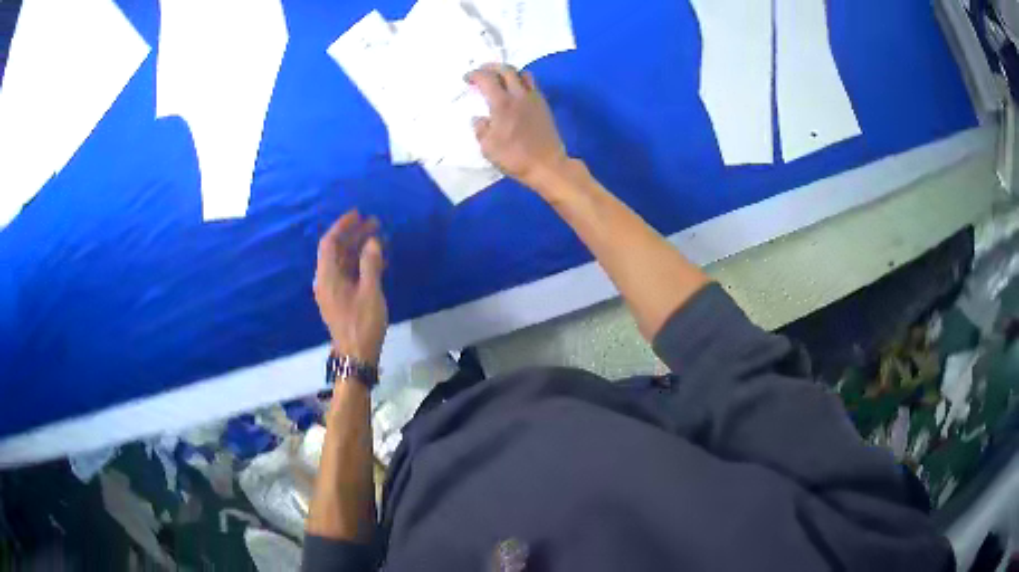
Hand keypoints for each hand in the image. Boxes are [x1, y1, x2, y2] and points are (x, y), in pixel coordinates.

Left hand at [314, 210, 387, 365]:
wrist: (356, 356)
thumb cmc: (362, 324)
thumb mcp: (370, 292)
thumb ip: (370, 264)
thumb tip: (372, 242)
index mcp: (327, 277)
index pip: (330, 243)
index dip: (342, 226)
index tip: (358, 214)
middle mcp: (326, 281)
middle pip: (336, 251)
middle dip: (353, 235)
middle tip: (374, 223)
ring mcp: (332, 292)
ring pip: (343, 262)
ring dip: (358, 249)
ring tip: (378, 238)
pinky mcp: (340, 300)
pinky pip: (348, 274)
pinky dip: (360, 264)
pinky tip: (376, 261)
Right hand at [468, 63, 569, 190]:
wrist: (547, 165)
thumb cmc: (514, 157)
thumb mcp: (488, 148)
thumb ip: (480, 129)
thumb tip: (479, 119)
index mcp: (502, 103)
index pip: (487, 78)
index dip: (475, 74)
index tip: (467, 79)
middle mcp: (519, 95)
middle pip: (506, 69)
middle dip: (491, 67)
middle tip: (482, 72)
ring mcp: (534, 99)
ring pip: (522, 74)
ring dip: (509, 72)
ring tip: (500, 79)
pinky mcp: (543, 106)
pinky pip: (532, 85)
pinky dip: (521, 82)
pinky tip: (515, 92)